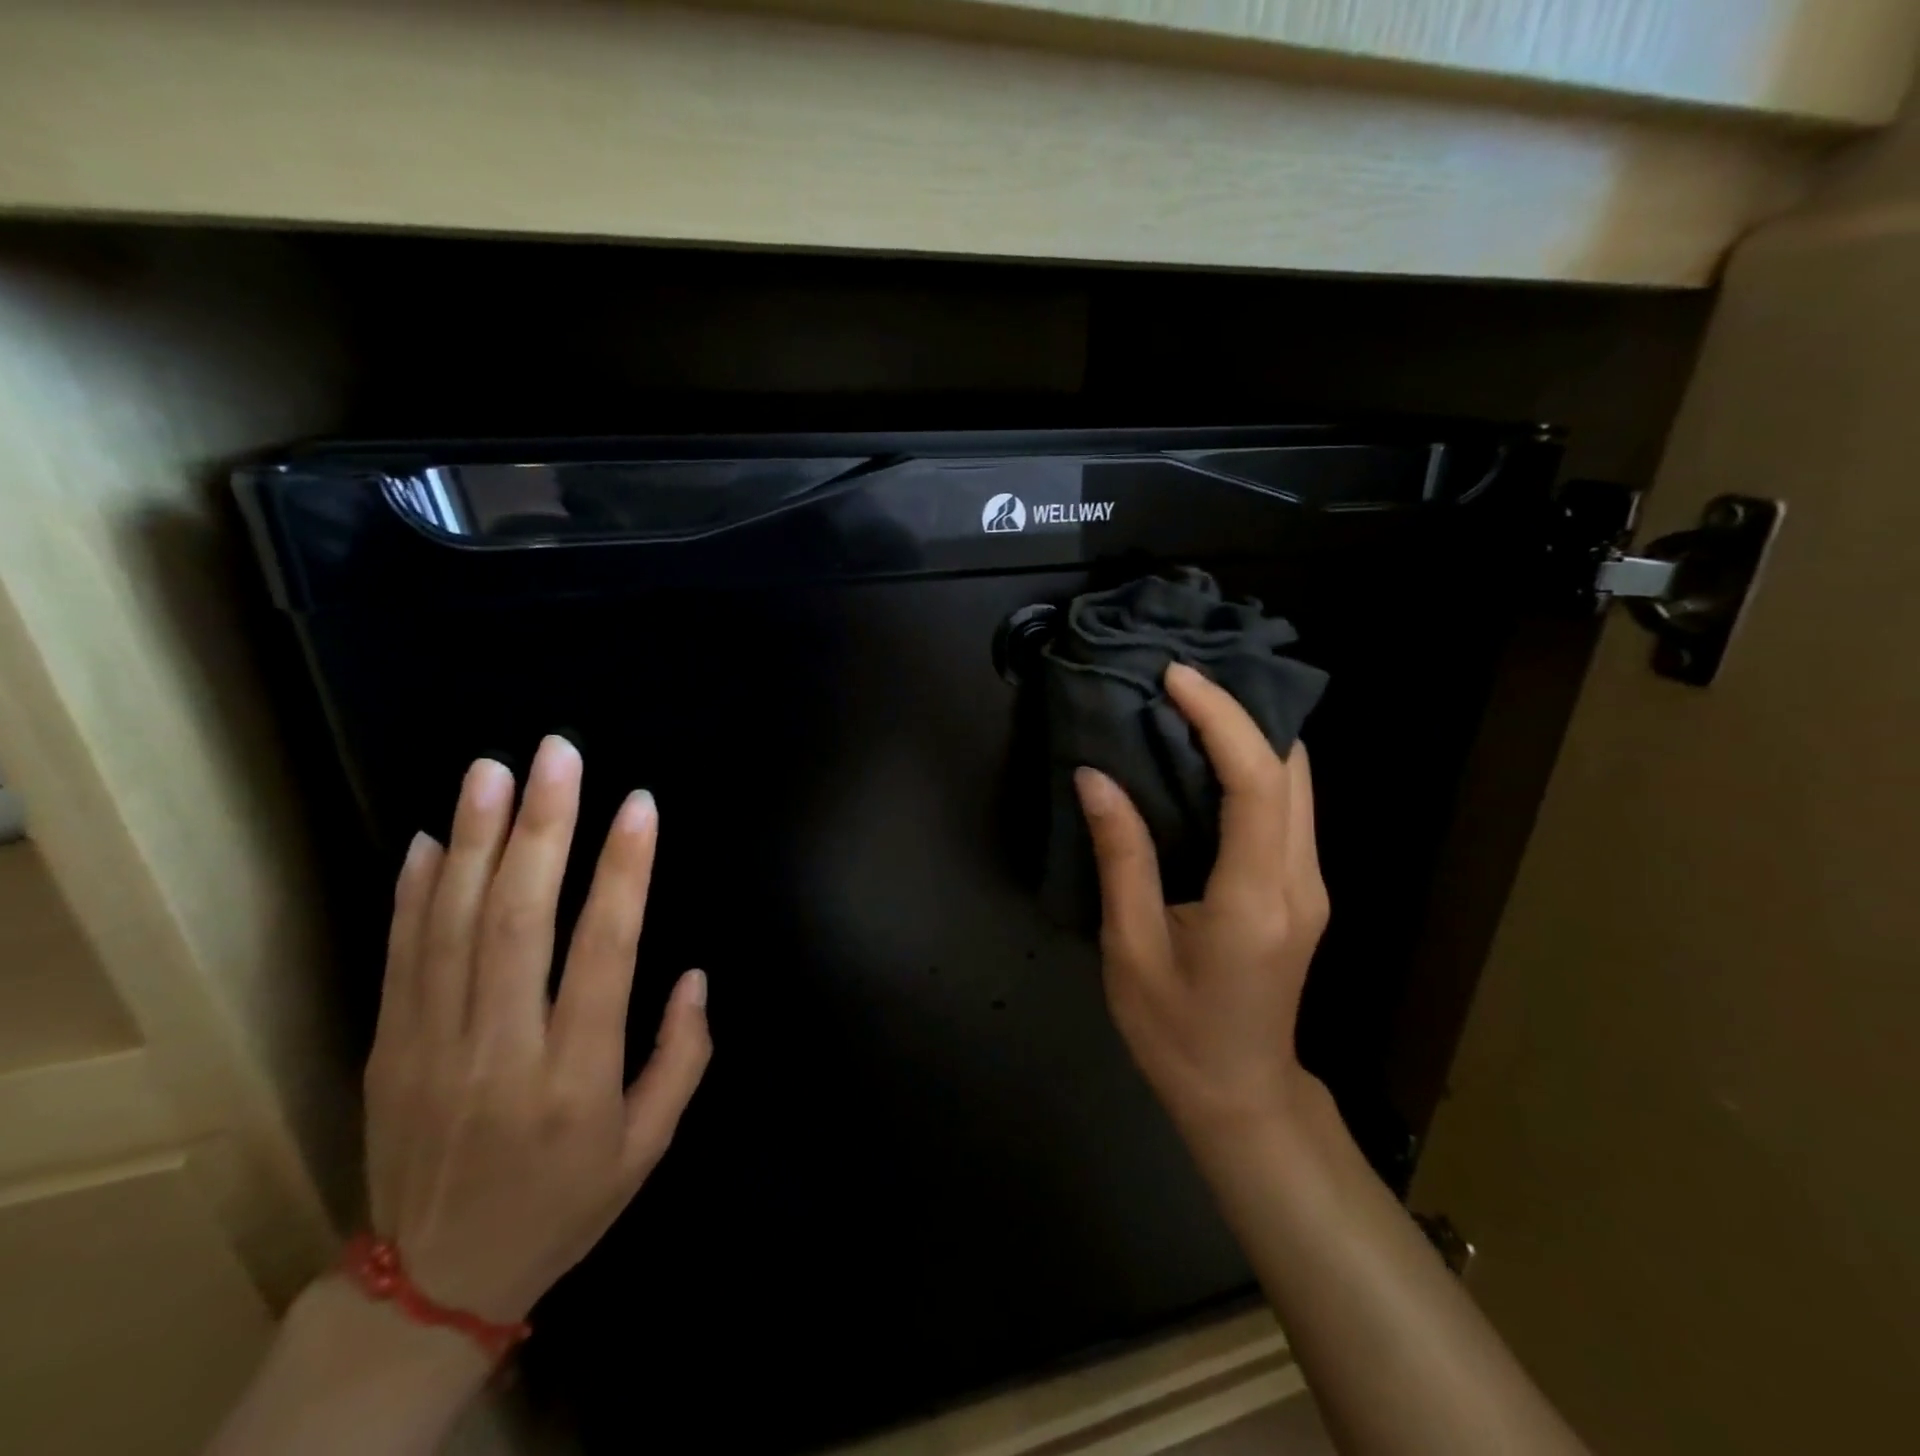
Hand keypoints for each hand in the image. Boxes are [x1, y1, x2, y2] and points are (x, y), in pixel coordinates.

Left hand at [362, 735, 711, 1323]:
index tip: (639, 805)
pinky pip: (400, 958)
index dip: (624, 872)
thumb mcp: (648, 1148)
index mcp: (575, 1077)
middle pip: (519, 921)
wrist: (430, 1286)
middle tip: (558, 753)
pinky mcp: (388, 1049)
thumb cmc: (563, 1204)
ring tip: (494, 769)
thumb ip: (682, 1057)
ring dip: (478, 839)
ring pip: (454, 925)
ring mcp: (432, 1047)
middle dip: (543, 827)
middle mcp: (501, 1050)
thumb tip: (694, 974)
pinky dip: (415, 892)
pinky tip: (437, 837)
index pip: (604, 952)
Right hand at [1075, 662, 1327, 1138]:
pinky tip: (1205, 754)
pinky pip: (1286, 805)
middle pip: (1292, 769)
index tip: (1175, 677)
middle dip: (1242, 710)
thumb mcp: (1130, 948)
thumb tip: (1095, 776)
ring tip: (1188, 701)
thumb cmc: (1175, 1032)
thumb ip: (1120, 856)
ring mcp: (1310, 883)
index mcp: (1255, 899)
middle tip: (1177, 679)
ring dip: (1250, 732)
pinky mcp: (1302, 886)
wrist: (1240, 1095)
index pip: (1255, 783)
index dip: (1221, 718)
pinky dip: (1251, 764)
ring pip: (1297, 782)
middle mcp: (1300, 880)